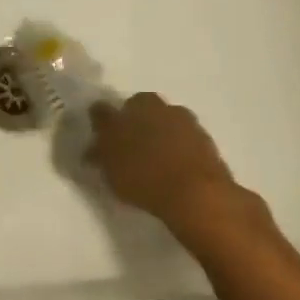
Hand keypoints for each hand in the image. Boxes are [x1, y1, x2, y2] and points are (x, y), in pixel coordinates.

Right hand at [87, 92, 249, 248]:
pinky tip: (173, 170)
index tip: (101, 143)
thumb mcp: (110, 166)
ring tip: (152, 163)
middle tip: (127, 151)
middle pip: (142, 111)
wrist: (197, 194)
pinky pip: (184, 142)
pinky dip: (177, 151)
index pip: (110, 109)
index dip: (104, 126)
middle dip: (134, 126)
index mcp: (135, 105)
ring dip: (159, 137)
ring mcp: (187, 122)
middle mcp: (162, 106)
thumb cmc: (144, 175)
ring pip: (166, 125)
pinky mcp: (207, 142)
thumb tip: (93, 145)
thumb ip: (100, 150)